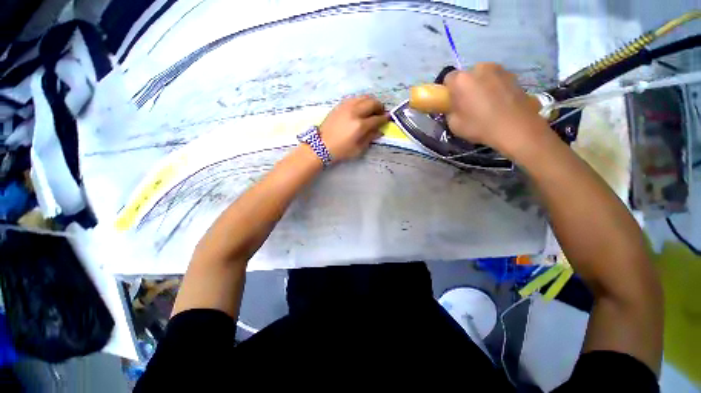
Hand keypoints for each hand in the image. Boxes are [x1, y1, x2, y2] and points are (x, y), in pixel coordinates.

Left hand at [319, 96, 387, 161]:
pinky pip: (354, 98)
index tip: (388, 119)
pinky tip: (361, 108)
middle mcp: (354, 112)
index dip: (384, 119)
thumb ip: (370, 138)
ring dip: (371, 102)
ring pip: (364, 97)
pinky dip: (361, 101)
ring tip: (372, 109)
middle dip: (380, 107)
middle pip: (373, 103)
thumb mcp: (358, 149)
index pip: (377, 119)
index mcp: (360, 126)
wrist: (321, 145)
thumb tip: (379, 130)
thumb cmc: (341, 150)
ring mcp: (346, 106)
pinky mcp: (340, 105)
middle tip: (381, 113)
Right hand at [444, 63, 549, 156]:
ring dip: (482, 86)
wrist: (515, 127)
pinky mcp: (514, 76)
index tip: (452, 102)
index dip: (449, 91)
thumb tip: (454, 107)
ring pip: (484, 76)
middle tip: (468, 104)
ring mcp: (499, 70)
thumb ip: (451, 111)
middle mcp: (480, 68)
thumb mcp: (454, 124)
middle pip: (468, 75)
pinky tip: (499, 103)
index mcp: (461, 80)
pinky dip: (496, 88)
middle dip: (466, 86)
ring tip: (486, 104)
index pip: (448, 78)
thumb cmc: (479, 126)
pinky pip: (498, 80)